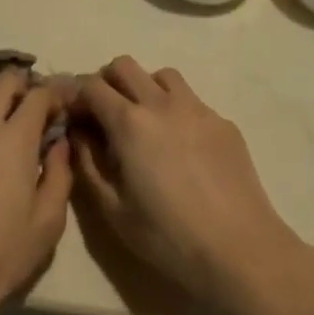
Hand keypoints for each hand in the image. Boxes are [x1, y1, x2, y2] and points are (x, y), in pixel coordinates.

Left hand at [0, 69, 72, 314]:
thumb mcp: (47, 223)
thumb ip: (58, 174)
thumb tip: (58, 144)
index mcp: (12, 139)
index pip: (37, 94)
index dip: (55, 95)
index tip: (63, 107)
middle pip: (2, 81)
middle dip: (24, 86)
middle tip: (35, 110)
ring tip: (3, 121)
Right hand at [70, 56, 303, 312]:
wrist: (239, 249)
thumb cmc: (168, 236)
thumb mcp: (113, 209)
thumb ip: (88, 164)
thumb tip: (78, 135)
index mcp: (129, 123)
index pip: (91, 86)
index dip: (77, 97)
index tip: (74, 116)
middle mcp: (162, 103)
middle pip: (124, 66)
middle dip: (107, 82)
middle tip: (104, 114)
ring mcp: (197, 109)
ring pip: (162, 75)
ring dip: (144, 88)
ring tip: (145, 123)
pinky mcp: (224, 122)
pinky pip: (191, 100)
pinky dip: (176, 109)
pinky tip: (181, 146)